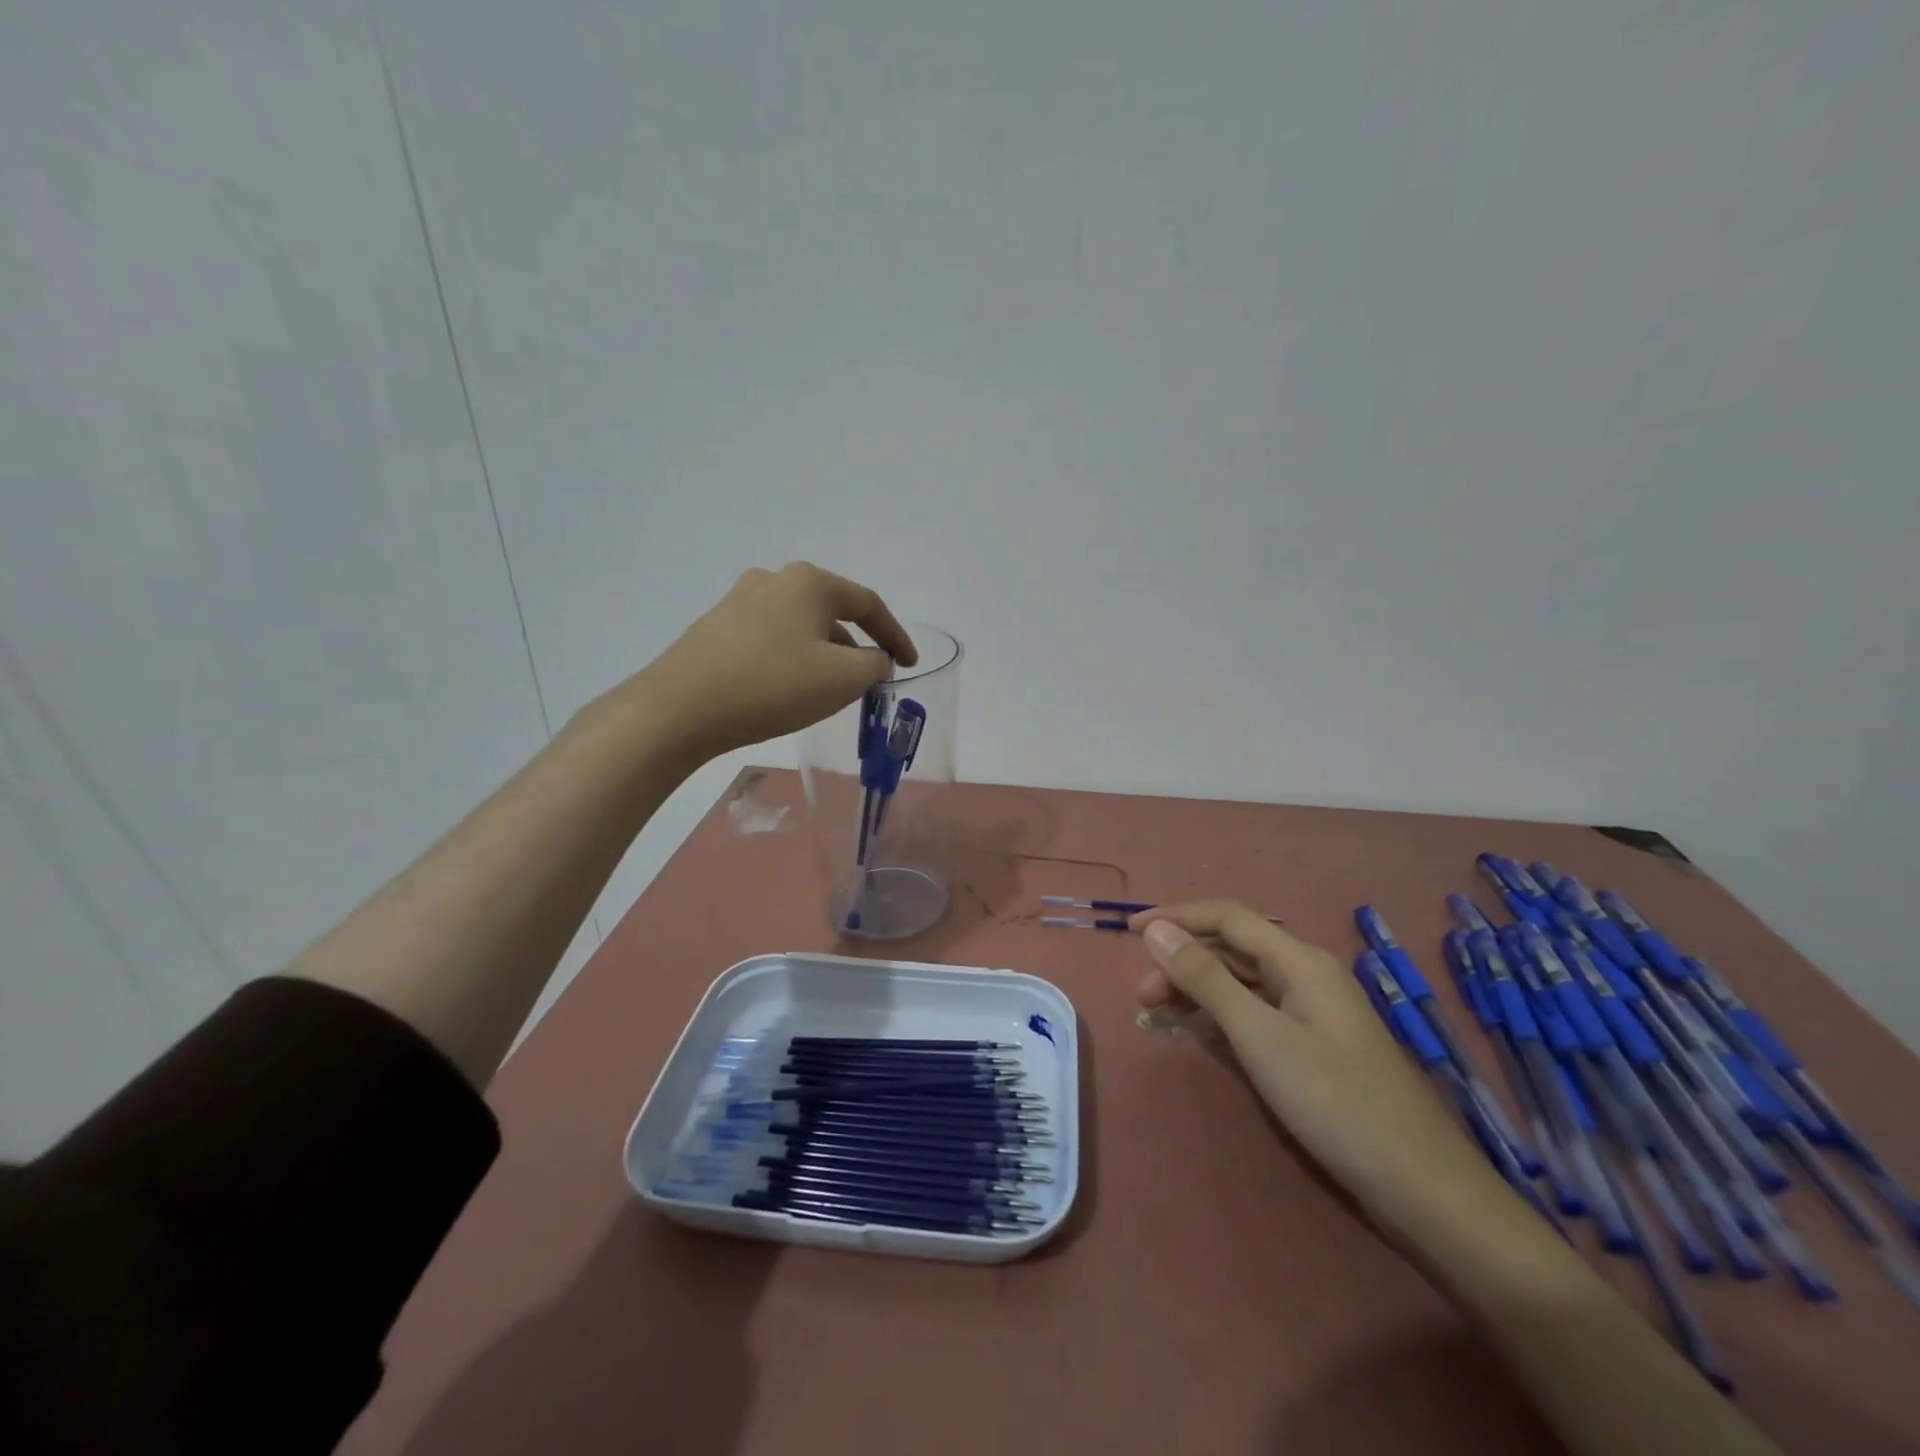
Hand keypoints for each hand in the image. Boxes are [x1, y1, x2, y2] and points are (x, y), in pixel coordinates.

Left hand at [626, 563, 917, 760]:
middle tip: (867, 683)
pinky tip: (787, 689)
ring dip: (823, 655)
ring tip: (828, 692)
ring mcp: (739, 601)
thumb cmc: (772, 686)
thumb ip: (875, 665)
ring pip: (800, 627)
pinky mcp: (716, 627)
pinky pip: (772, 640)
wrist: (679, 709)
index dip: (896, 636)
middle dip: (856, 648)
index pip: (868, 604)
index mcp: (810, 582)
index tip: (909, 665)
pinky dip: (792, 660)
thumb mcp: (842, 678)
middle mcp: (774, 580)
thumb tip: (874, 660)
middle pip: (832, 613)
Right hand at [1132, 901, 1508, 1240]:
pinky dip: (1221, 1017)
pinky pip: (1256, 1012)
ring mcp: (1312, 1011)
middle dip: (1182, 962)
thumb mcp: (1259, 1035)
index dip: (1176, 917)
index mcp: (1299, 960)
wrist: (1419, 1186)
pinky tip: (1200, 1034)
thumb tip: (1156, 930)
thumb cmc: (1334, 1101)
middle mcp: (1306, 974)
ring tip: (1160, 1017)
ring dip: (1198, 990)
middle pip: (1232, 949)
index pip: (1227, 917)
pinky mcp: (1313, 1045)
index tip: (1129, 932)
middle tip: (1142, 999)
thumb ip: (1205, 978)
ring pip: (1242, 982)